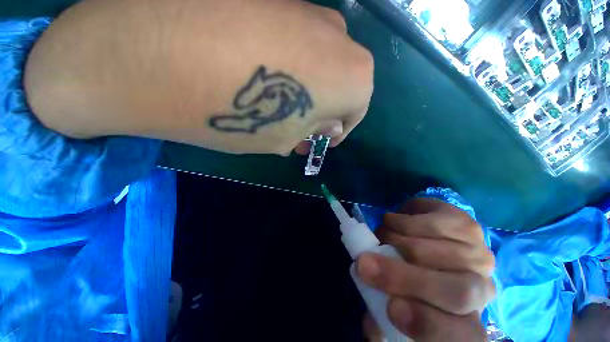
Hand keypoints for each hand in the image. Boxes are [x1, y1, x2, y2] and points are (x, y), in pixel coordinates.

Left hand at [25, 0, 372, 154]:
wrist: (151, 52)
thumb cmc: (235, 114)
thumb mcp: (284, 138)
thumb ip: (314, 129)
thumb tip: (326, 125)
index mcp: (352, 77)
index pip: (357, 109)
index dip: (339, 129)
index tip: (320, 140)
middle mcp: (340, 39)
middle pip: (342, 84)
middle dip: (324, 111)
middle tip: (299, 128)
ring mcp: (309, 10)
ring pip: (322, 63)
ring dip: (308, 90)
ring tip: (278, 108)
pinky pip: (299, 43)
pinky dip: (291, 67)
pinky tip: (262, 77)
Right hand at [358, 198, 494, 341]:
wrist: (426, 239)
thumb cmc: (409, 276)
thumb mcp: (393, 300)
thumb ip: (383, 312)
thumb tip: (371, 323)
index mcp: (465, 320)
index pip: (462, 335)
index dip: (427, 325)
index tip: (392, 309)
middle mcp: (482, 290)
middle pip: (454, 292)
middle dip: (400, 277)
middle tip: (364, 263)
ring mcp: (478, 254)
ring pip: (430, 250)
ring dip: (393, 239)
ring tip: (382, 236)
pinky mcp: (466, 224)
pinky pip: (428, 221)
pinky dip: (402, 221)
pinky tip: (396, 223)